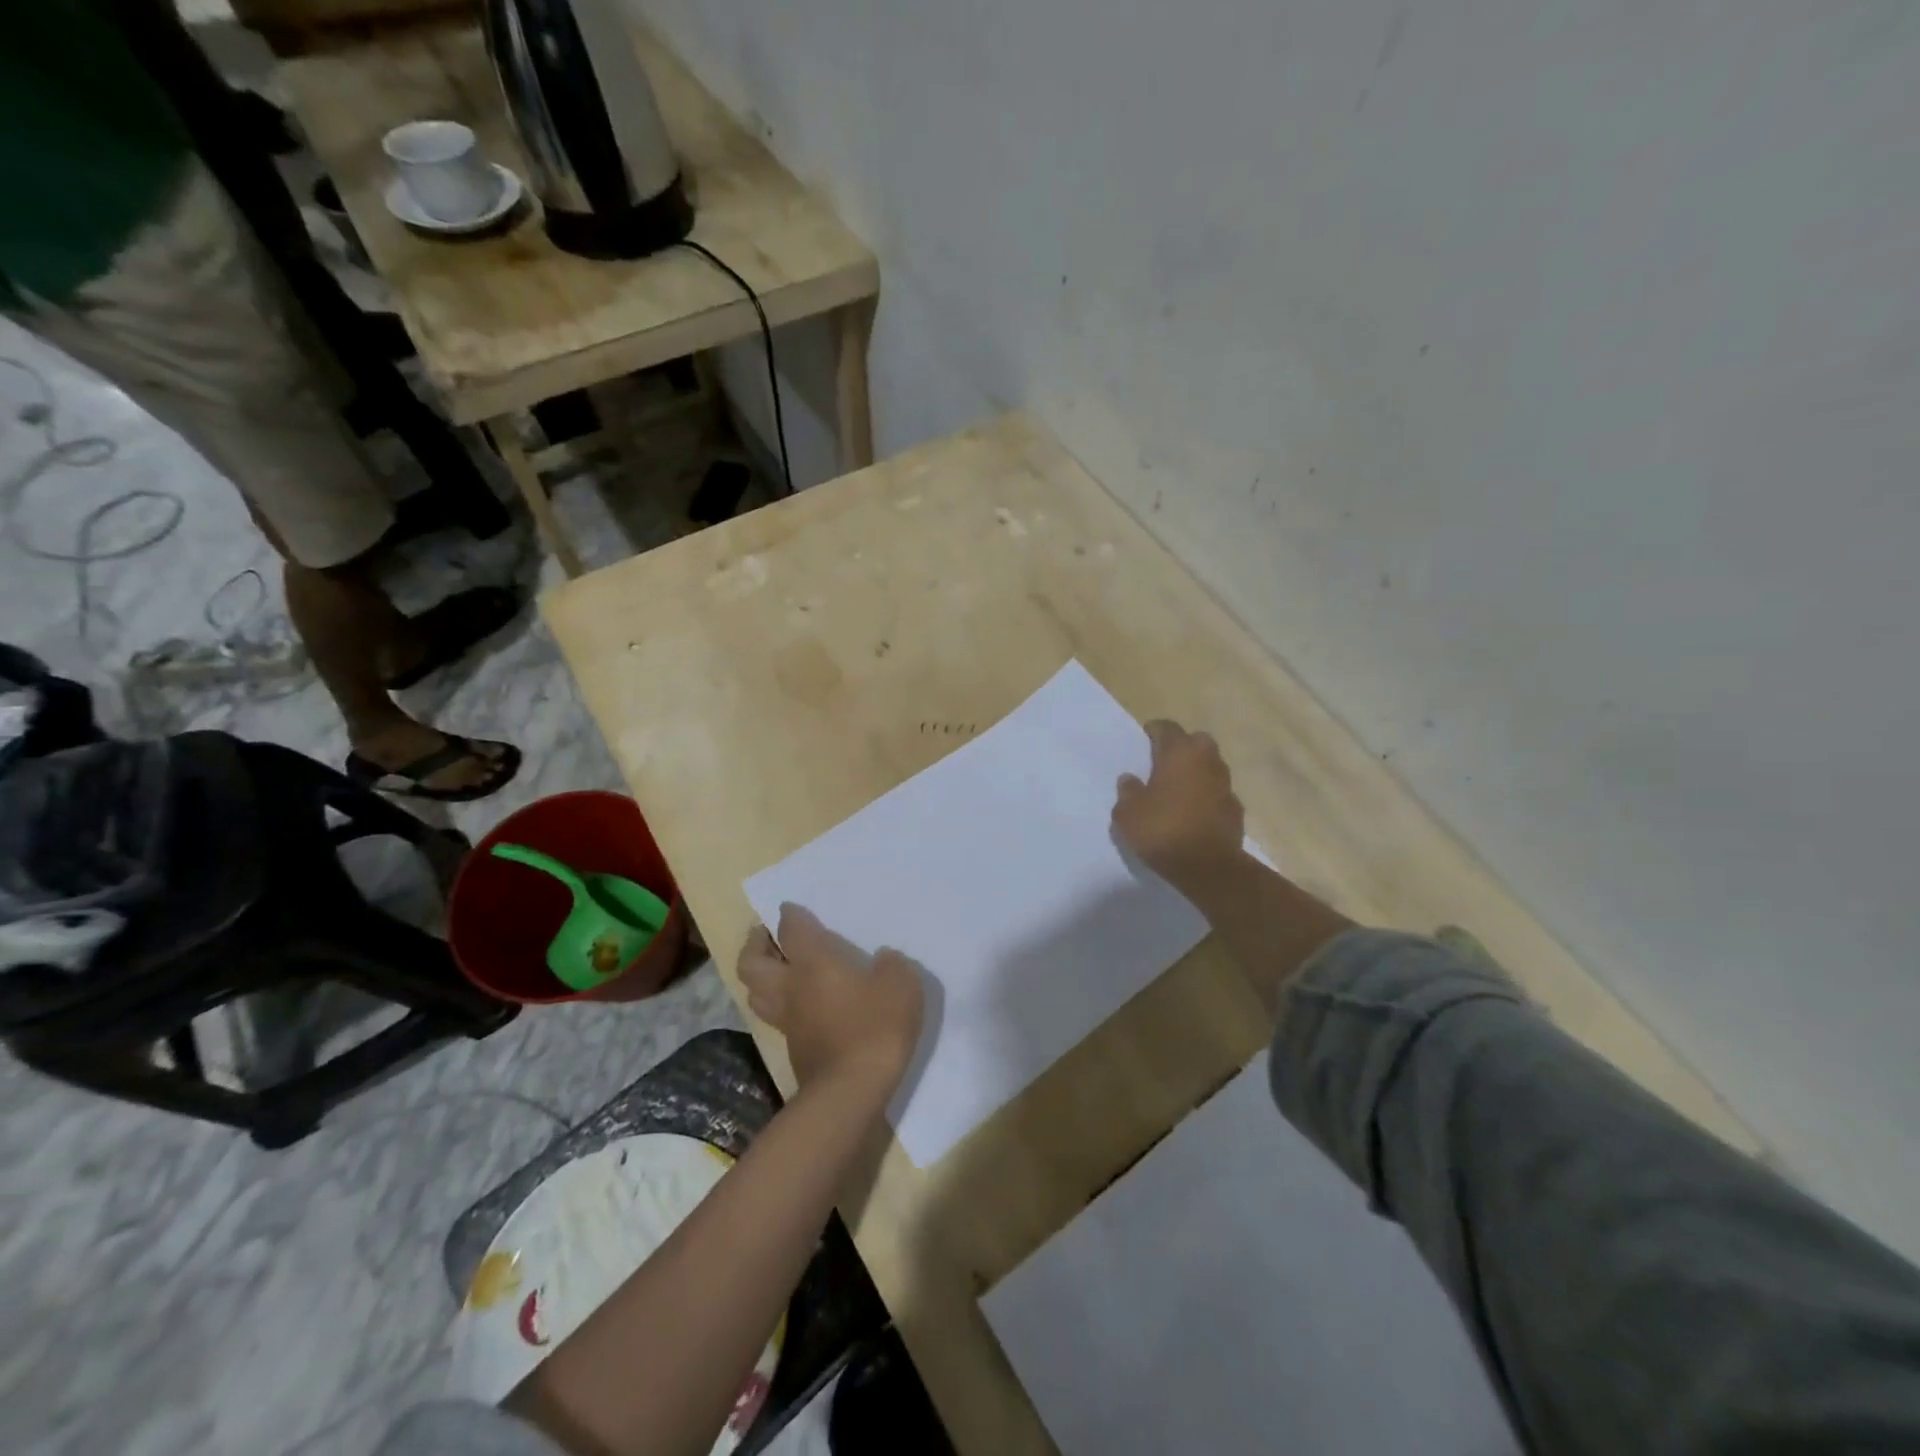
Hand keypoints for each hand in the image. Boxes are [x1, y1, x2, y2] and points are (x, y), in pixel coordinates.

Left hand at [737, 904, 924, 1095]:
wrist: (852, 1090)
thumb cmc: (875, 1026)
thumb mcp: (902, 984)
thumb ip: (891, 965)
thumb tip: (882, 960)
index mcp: (813, 962)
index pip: (791, 928)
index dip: (790, 915)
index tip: (791, 908)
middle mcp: (790, 986)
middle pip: (752, 962)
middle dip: (755, 944)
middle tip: (768, 935)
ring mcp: (787, 1021)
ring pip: (755, 992)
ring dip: (760, 976)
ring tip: (778, 968)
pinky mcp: (793, 1048)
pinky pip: (775, 1017)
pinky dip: (779, 1004)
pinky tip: (802, 1004)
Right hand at [1113, 719, 1245, 892]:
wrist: (1208, 868)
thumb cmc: (1162, 831)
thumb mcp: (1127, 813)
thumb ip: (1127, 791)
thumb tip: (1130, 779)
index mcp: (1179, 753)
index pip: (1167, 728)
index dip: (1154, 731)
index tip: (1144, 738)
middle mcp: (1207, 761)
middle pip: (1196, 741)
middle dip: (1182, 746)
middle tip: (1163, 762)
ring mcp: (1225, 784)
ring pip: (1210, 766)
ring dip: (1196, 772)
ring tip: (1177, 788)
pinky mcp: (1236, 809)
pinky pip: (1218, 792)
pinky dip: (1207, 796)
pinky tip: (1193, 811)